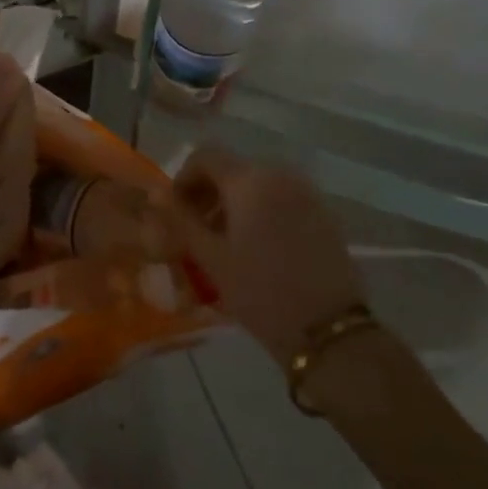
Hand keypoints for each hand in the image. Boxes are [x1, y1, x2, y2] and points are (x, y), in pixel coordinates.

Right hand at [166, 150, 364, 363]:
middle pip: (232, 168)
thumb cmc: (262, 292)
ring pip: (257, 184)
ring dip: (233, 204)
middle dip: (208, 194)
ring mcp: (305, 191)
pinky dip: (260, 212)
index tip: (175, 213)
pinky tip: (257, 250)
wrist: (330, 332)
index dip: (183, 179)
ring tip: (224, 245)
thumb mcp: (212, 259)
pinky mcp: (322, 213)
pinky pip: (281, 198)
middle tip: (196, 232)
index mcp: (249, 179)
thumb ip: (181, 221)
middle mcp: (279, 173)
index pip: (205, 156)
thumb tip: (157, 196)